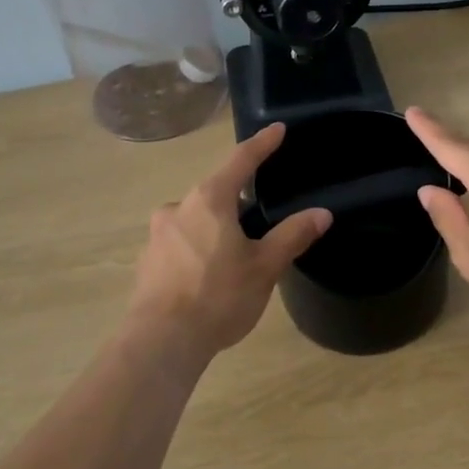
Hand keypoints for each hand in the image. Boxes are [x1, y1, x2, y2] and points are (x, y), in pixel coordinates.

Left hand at [129, 123, 332, 354]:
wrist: (162, 340)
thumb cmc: (218, 296)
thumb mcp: (264, 266)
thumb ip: (292, 236)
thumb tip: (321, 213)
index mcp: (209, 200)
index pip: (241, 161)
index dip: (262, 144)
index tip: (277, 129)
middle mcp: (178, 207)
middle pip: (216, 192)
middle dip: (239, 200)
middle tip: (262, 218)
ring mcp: (158, 234)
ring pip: (197, 219)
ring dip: (218, 227)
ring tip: (237, 255)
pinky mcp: (148, 260)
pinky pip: (181, 242)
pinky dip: (199, 248)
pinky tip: (210, 275)